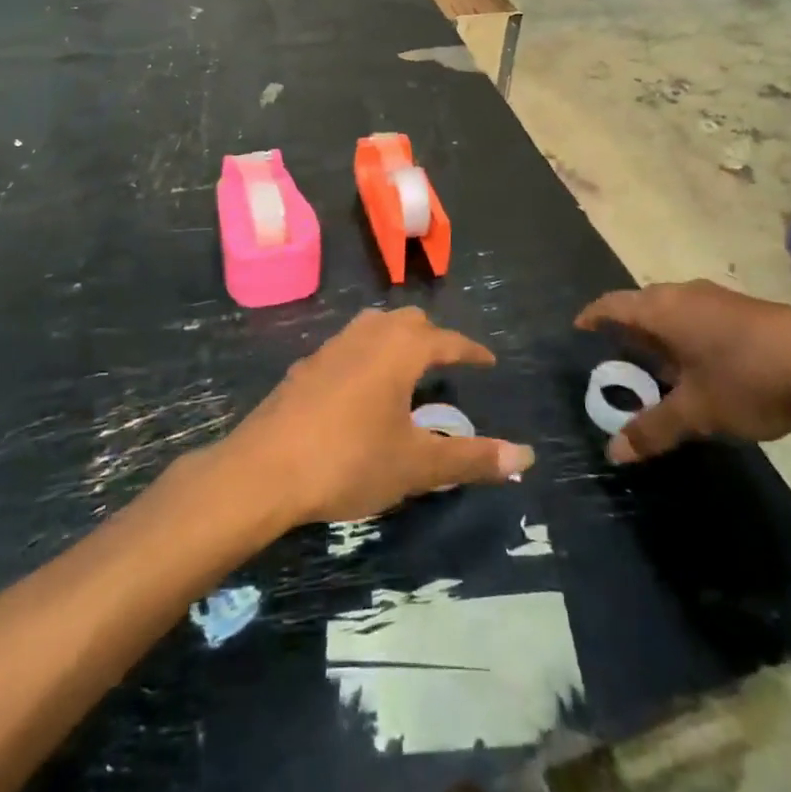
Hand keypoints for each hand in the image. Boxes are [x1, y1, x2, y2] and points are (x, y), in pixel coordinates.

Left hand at [216, 307, 534, 525]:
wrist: (263, 470)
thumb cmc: (349, 460)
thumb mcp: (417, 465)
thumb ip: (472, 457)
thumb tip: (527, 456)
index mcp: (400, 349)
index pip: (447, 339)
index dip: (471, 350)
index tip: (488, 361)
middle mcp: (367, 335)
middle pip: (408, 321)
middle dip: (433, 337)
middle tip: (448, 362)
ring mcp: (331, 347)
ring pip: (373, 326)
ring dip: (396, 339)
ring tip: (407, 368)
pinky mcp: (305, 367)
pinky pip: (348, 346)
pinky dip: (367, 355)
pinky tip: (360, 388)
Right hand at [576, 281, 790, 462]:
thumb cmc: (745, 379)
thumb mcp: (696, 412)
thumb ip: (653, 430)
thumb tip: (613, 454)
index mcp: (662, 310)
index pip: (613, 304)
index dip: (593, 316)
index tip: (579, 329)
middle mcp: (684, 294)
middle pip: (643, 305)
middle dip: (628, 330)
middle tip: (617, 358)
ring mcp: (718, 299)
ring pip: (674, 311)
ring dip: (661, 335)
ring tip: (657, 367)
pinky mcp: (745, 310)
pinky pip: (699, 317)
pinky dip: (687, 337)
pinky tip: (701, 367)